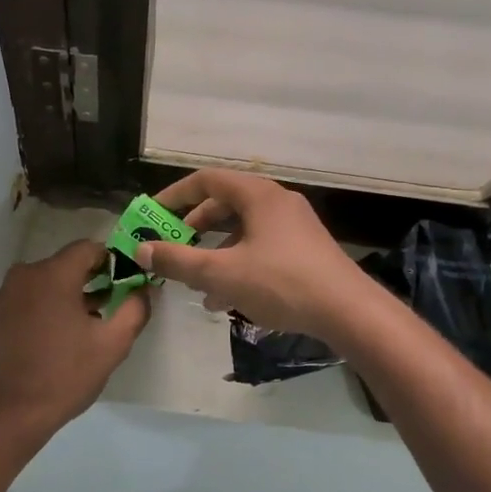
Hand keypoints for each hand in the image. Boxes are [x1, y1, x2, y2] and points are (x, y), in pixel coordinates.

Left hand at [0, 239, 149, 442]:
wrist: (8, 414)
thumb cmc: (63, 375)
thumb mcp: (112, 345)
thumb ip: (135, 309)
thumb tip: (144, 289)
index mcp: (53, 274)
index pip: (89, 248)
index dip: (113, 261)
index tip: (129, 282)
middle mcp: (26, 274)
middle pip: (69, 263)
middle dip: (95, 279)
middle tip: (116, 304)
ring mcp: (8, 294)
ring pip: (50, 281)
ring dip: (73, 293)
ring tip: (94, 323)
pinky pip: (33, 296)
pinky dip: (52, 305)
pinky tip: (65, 334)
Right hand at [136, 169, 374, 342]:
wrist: (349, 312)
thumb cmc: (281, 283)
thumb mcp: (221, 274)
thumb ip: (178, 260)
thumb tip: (141, 249)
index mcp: (258, 195)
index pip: (206, 180)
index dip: (175, 195)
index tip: (153, 215)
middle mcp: (277, 202)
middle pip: (224, 204)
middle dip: (194, 228)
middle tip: (173, 248)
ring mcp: (294, 226)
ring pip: (242, 230)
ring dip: (215, 252)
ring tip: (196, 284)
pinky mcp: (304, 250)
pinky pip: (260, 247)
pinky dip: (238, 264)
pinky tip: (225, 300)